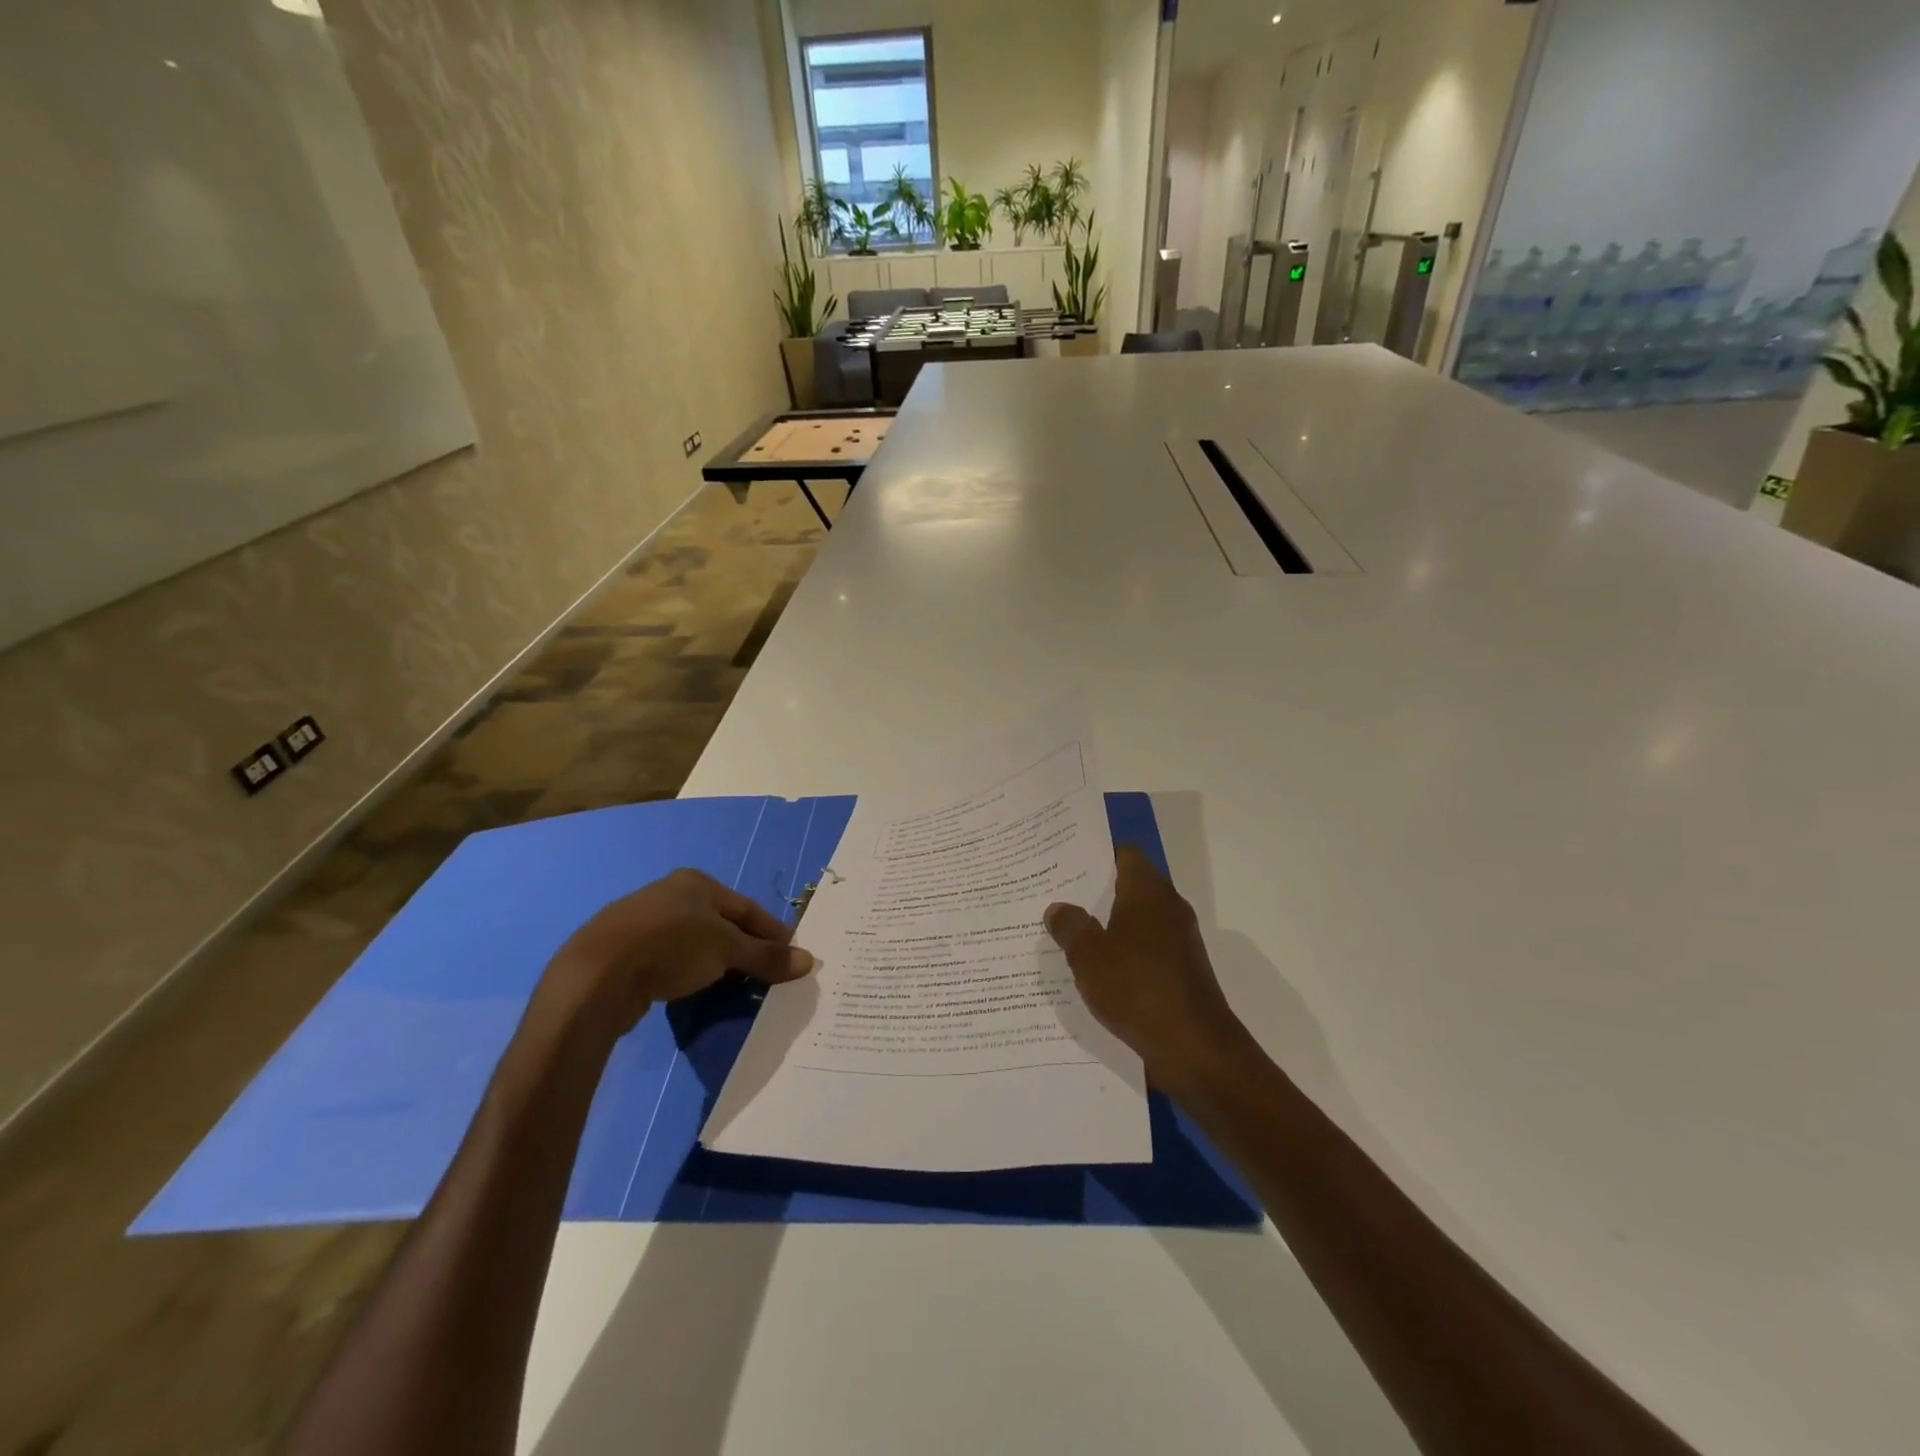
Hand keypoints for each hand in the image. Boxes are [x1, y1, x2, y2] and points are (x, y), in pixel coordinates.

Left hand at [540, 870, 815, 1034]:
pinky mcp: (624, 952)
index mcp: (697, 882)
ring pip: (695, 942)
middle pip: (722, 923)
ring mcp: (643, 922)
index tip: (793, 954)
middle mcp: (671, 894)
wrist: (596, 975)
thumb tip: (808, 962)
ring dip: (717, 963)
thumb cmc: (672, 946)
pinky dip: (690, 972)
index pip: (748, 907)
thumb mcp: (727, 950)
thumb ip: (766, 956)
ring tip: (736, 987)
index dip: (773, 932)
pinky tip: (695, 990)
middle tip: (768, 973)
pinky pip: (671, 959)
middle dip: (746, 948)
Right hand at [1044, 847, 1248, 1088]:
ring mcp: (1178, 942)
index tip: (1066, 859)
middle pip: (1129, 886)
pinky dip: (1122, 953)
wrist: (1195, 1049)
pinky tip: (1095, 970)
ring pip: (1136, 921)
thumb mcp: (1089, 956)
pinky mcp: (1180, 972)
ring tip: (1067, 932)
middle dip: (1095, 891)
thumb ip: (1070, 927)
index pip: (1125, 854)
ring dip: (1107, 925)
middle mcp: (1168, 909)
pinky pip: (1144, 950)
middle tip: (1055, 894)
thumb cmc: (1138, 988)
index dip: (1096, 853)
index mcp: (1148, 893)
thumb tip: (1058, 908)